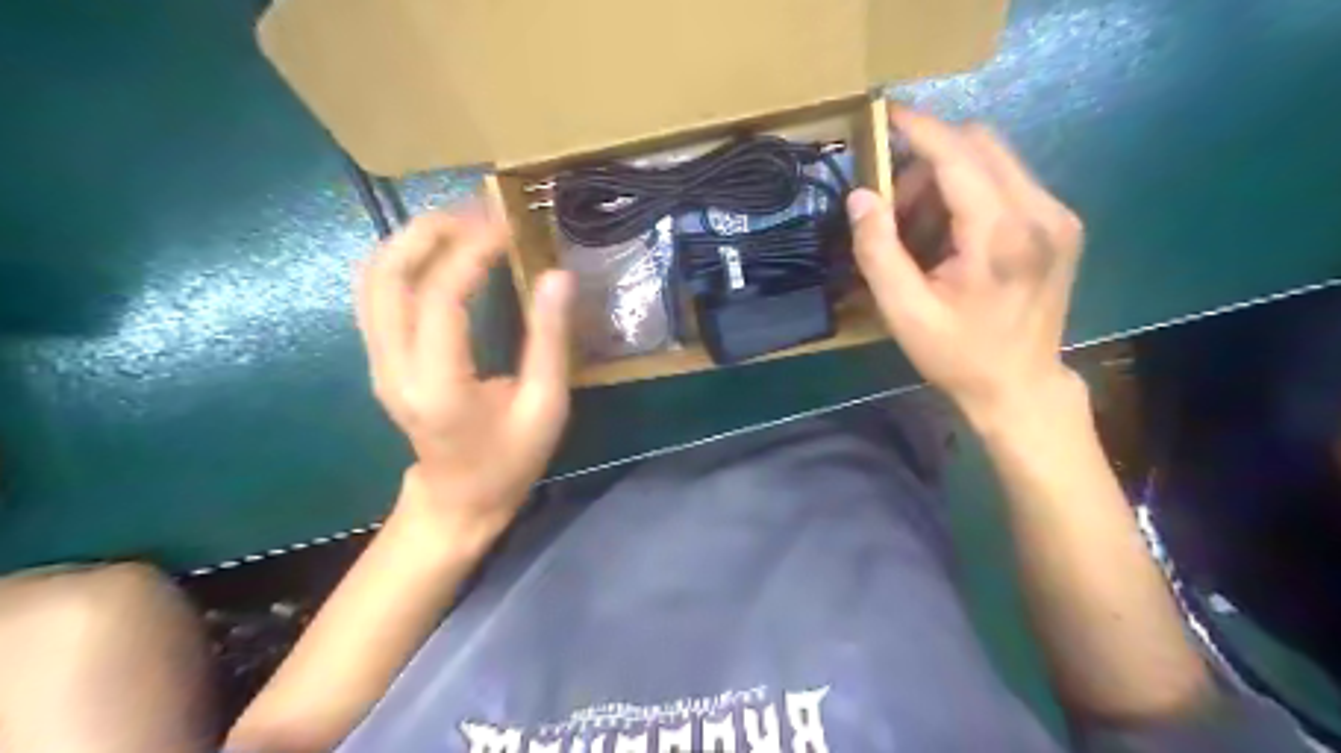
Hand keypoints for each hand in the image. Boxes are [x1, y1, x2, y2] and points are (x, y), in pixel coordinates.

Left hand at [353, 208, 571, 543]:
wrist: (459, 499)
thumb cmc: (510, 460)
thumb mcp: (545, 407)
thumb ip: (549, 342)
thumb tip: (557, 276)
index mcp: (439, 386)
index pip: (439, 299)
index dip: (470, 252)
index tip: (507, 226)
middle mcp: (393, 368)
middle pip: (387, 275)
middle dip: (430, 231)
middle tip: (478, 212)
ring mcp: (378, 361)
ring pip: (373, 278)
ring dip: (413, 239)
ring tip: (462, 223)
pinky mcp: (380, 357)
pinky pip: (377, 293)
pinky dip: (405, 259)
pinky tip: (440, 252)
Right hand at [853, 106, 1081, 423]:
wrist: (1020, 386)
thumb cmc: (958, 355)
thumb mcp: (904, 312)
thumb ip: (878, 251)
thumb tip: (860, 196)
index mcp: (1001, 235)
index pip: (958, 155)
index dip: (918, 129)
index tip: (884, 114)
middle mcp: (1041, 212)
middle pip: (981, 145)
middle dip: (927, 159)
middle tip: (892, 203)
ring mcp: (1058, 215)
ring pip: (994, 160)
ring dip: (946, 177)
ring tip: (917, 229)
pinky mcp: (1060, 223)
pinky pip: (1007, 181)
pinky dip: (969, 192)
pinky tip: (949, 234)